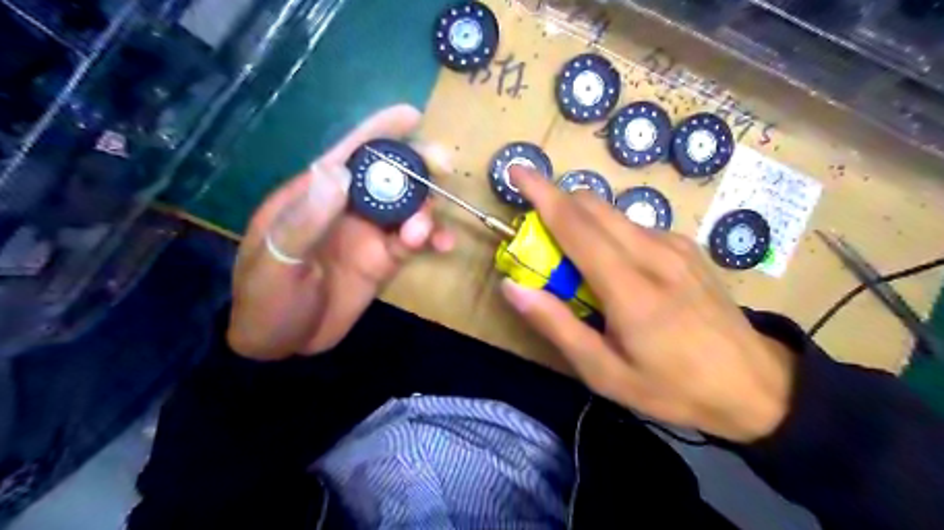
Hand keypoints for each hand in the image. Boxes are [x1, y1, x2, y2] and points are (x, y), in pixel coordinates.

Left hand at [225, 104, 450, 360]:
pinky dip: (431, 238)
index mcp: (314, 196)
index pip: (348, 154)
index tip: (411, 115)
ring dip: (425, 211)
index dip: (379, 131)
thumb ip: (306, 220)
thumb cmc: (266, 301)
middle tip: (443, 167)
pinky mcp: (384, 260)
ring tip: (424, 233)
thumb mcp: (276, 263)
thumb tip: (338, 170)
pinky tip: (441, 246)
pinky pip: (414, 241)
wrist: (281, 344)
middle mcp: (346, 208)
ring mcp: (368, 234)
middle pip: (388, 177)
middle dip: (416, 167)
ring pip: (407, 208)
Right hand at [501, 166, 795, 442]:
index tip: (515, 170)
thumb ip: (556, 326)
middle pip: (593, 206)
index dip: (541, 193)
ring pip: (613, 214)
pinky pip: (634, 226)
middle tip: (539, 239)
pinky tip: (615, 269)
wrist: (756, 386)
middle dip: (557, 205)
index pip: (576, 225)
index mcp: (631, 288)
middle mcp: (654, 253)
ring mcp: (675, 246)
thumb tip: (512, 287)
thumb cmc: (673, 387)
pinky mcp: (687, 248)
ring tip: (577, 264)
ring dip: (583, 222)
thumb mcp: (604, 372)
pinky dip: (609, 233)